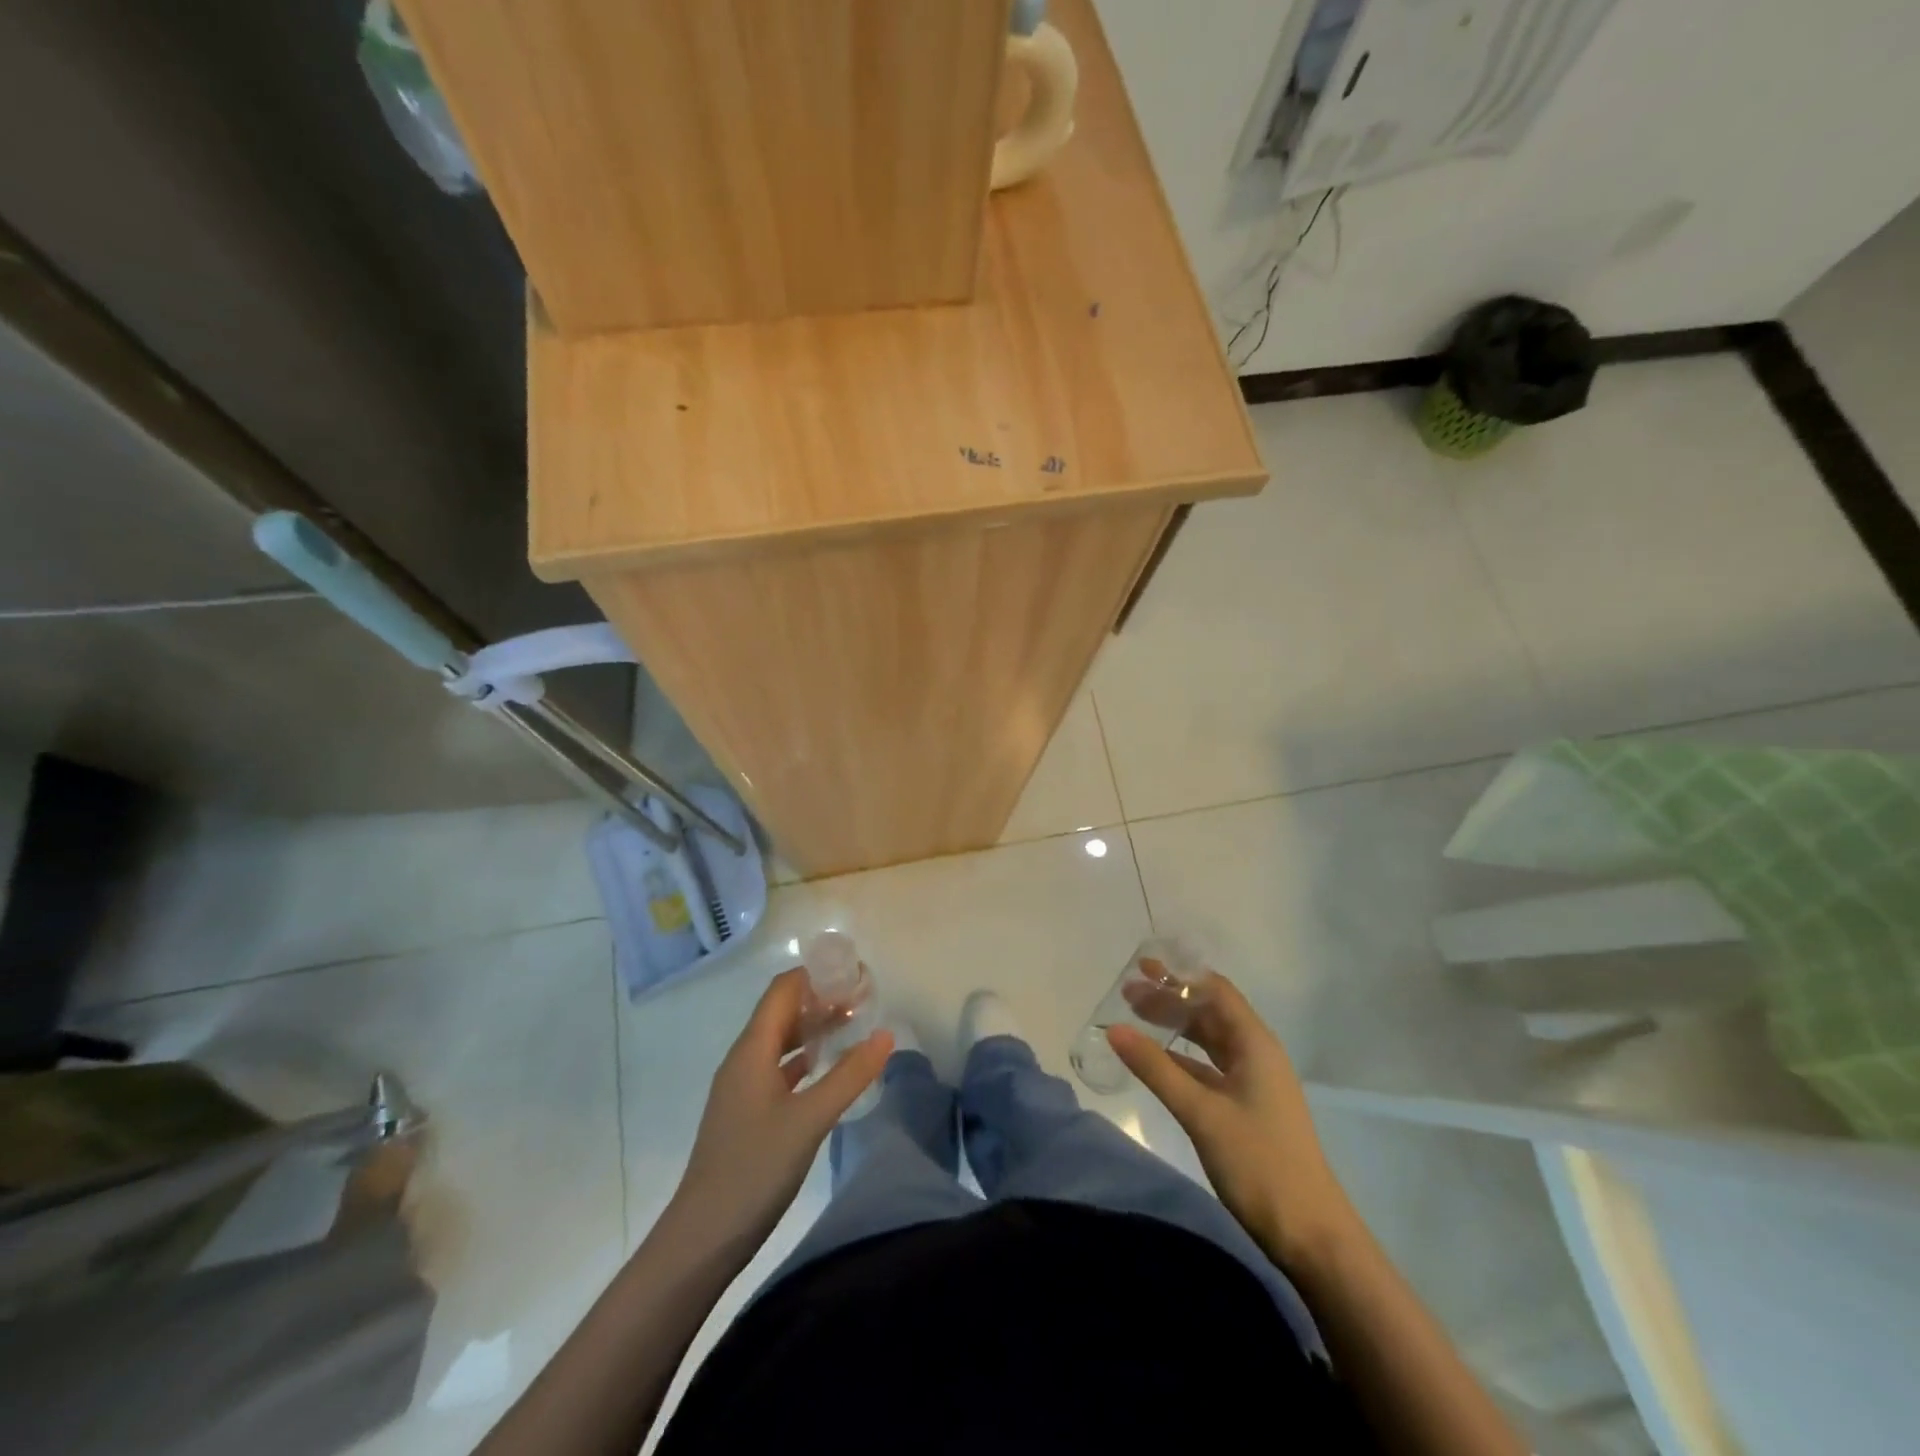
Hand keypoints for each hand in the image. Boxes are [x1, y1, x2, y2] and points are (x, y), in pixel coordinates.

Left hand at [674, 967, 892, 1253]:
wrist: (703, 1237)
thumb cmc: (754, 1168)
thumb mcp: (809, 1120)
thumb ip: (849, 1075)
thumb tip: (886, 1035)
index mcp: (752, 1050)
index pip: (783, 990)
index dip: (817, 975)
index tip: (856, 975)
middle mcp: (744, 1060)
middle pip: (783, 1012)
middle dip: (821, 999)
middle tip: (865, 999)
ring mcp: (744, 1088)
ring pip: (782, 1042)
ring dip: (815, 1029)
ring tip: (855, 1025)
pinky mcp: (748, 1114)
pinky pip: (780, 1069)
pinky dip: (806, 1059)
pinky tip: (829, 1069)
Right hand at [1109, 972, 1353, 1269]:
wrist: (1310, 1235)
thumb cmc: (1259, 1163)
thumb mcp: (1201, 1112)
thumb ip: (1156, 1068)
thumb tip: (1114, 1029)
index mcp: (1255, 1044)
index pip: (1216, 991)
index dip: (1180, 975)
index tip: (1142, 966)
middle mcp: (1257, 1054)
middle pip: (1210, 1013)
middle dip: (1170, 999)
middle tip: (1127, 993)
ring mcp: (1253, 1083)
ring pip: (1209, 1041)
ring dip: (1175, 1027)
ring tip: (1135, 1018)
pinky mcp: (1246, 1108)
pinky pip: (1209, 1068)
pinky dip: (1182, 1058)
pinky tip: (1157, 1061)